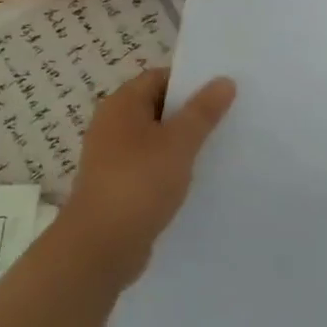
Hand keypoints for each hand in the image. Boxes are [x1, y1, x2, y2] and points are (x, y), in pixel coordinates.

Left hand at [60, 68, 236, 287]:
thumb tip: (224, 80)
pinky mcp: (117, 186)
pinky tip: (195, 179)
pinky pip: (150, 166)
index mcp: (121, 104)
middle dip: (190, 112)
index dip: (190, 81)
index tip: (222, 90)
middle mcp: (112, 125)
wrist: (99, 249)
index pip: (160, 77)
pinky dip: (170, 167)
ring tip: (218, 147)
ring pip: (155, 139)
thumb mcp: (179, 143)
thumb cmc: (138, 183)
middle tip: (227, 117)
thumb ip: (203, 111)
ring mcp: (112, 158)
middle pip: (157, 107)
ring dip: (181, 142)